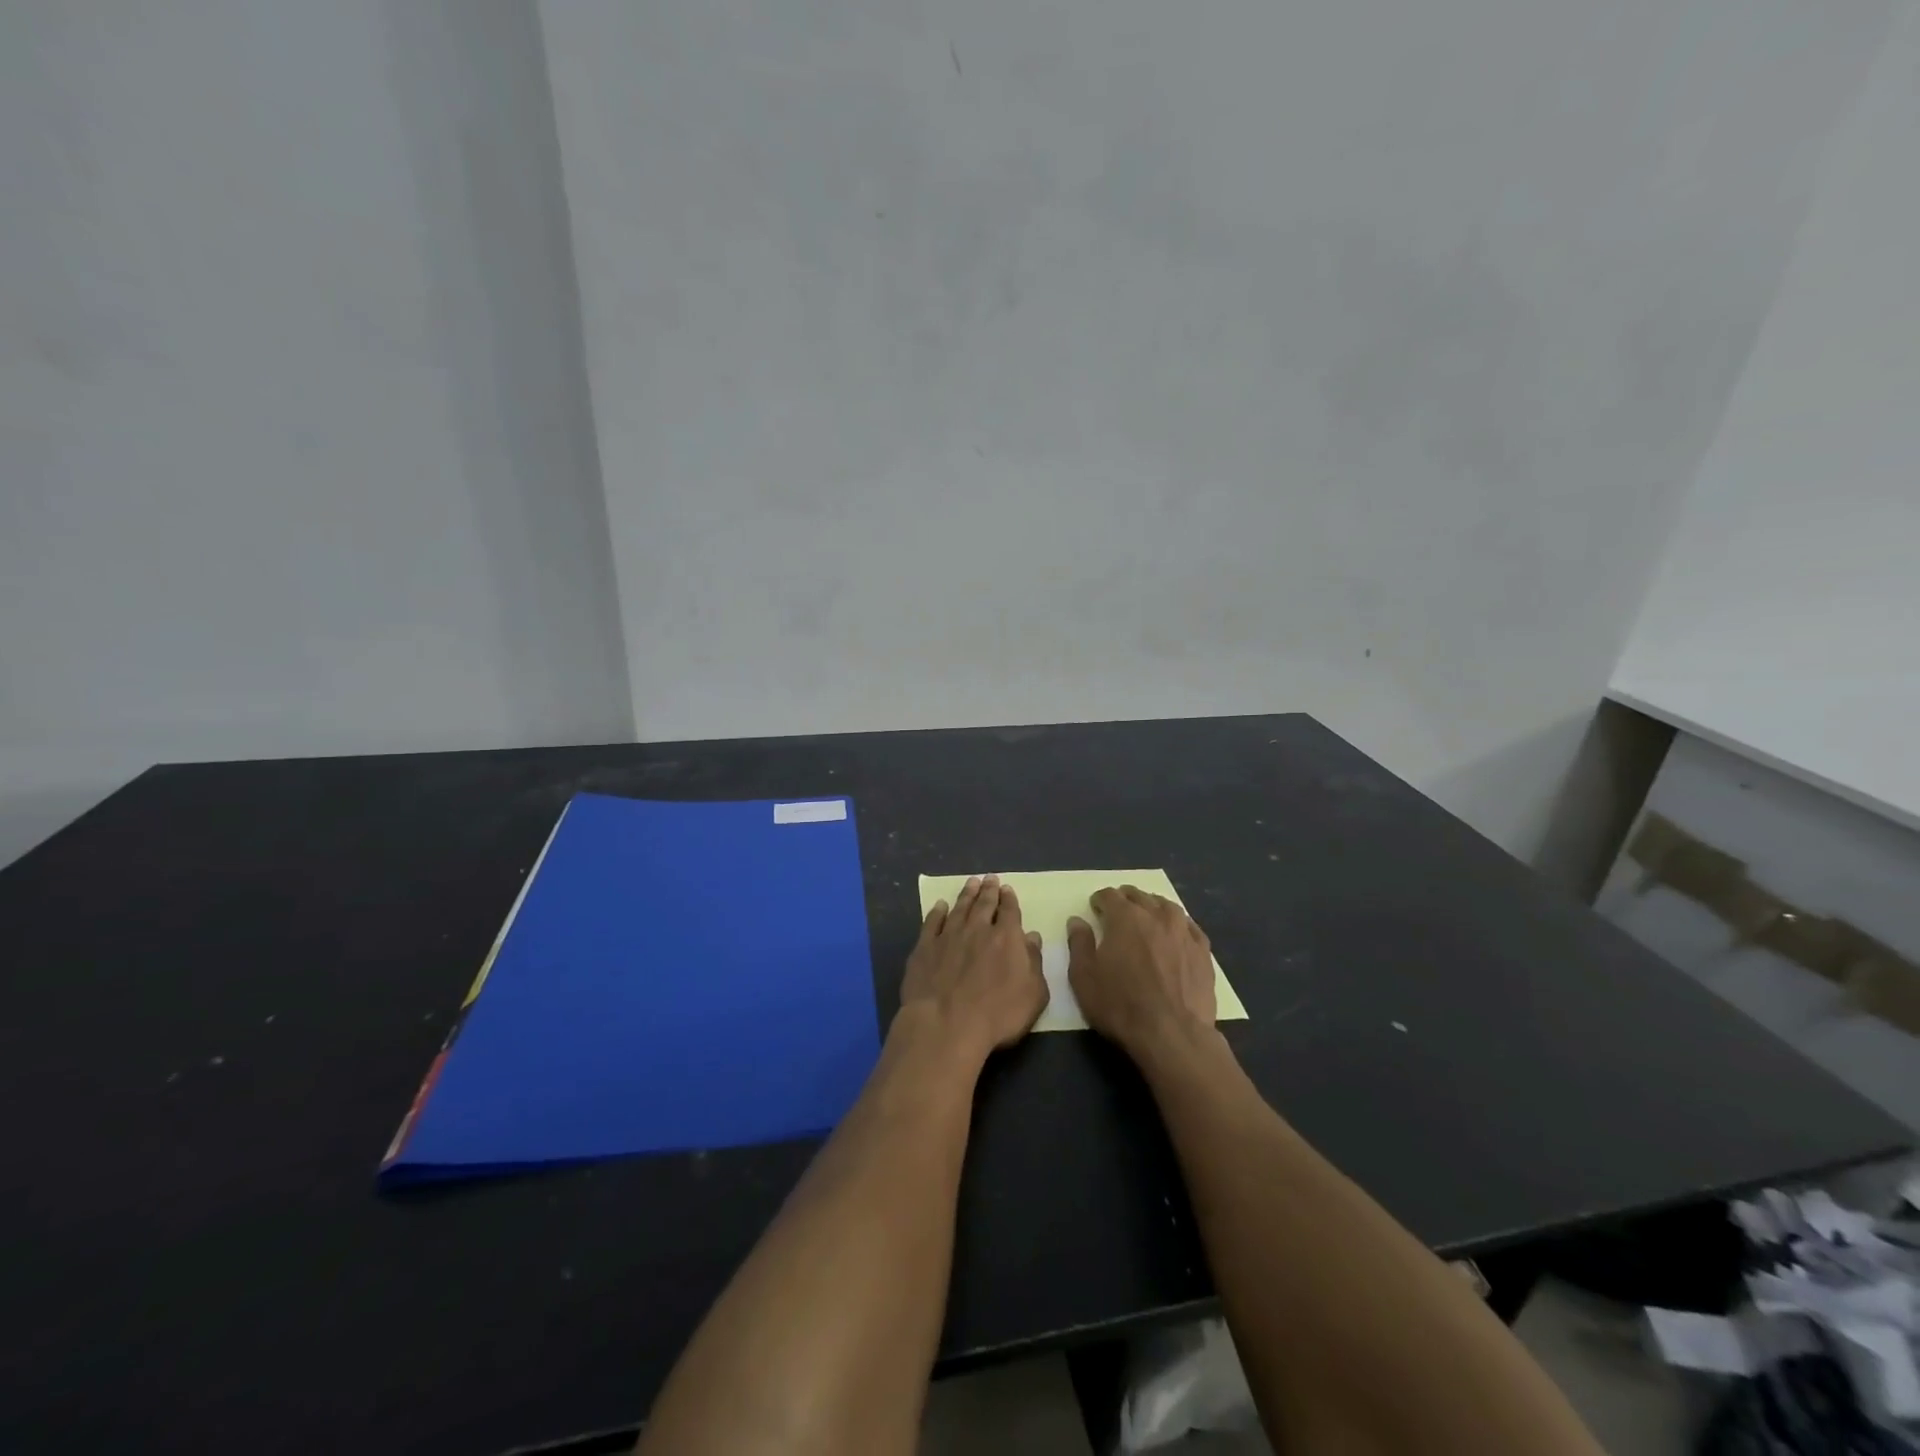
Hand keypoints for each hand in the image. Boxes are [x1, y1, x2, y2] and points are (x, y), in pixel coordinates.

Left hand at [899, 875, 1047, 1064]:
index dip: (1009, 899)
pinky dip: (937, 912)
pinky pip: (932, 922)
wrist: (946, 1024)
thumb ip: (1034, 962)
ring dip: (966, 894)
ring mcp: (949, 936)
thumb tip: (1032, 937)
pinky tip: (940, 905)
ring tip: (971, 883)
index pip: (1010, 911)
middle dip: (989, 890)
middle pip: (984, 904)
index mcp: (1006, 938)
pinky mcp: (925, 947)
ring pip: (959, 908)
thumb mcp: (1033, 995)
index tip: (1007, 888)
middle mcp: (977, 929)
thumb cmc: (997, 1014)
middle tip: (989, 878)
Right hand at [1067, 886, 1215, 1058]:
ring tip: (1148, 914)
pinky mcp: (1203, 952)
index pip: (1110, 896)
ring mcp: (1183, 932)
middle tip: (1119, 908)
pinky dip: (1180, 924)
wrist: (1172, 1034)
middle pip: (1139, 896)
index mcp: (1125, 918)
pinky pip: (1190, 927)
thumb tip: (1077, 921)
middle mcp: (1155, 916)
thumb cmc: (1121, 1005)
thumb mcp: (1084, 977)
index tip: (1095, 908)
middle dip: (1126, 899)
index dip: (1100, 900)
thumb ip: (1079, 944)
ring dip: (1154, 906)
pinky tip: (1177, 932)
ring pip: (1167, 906)